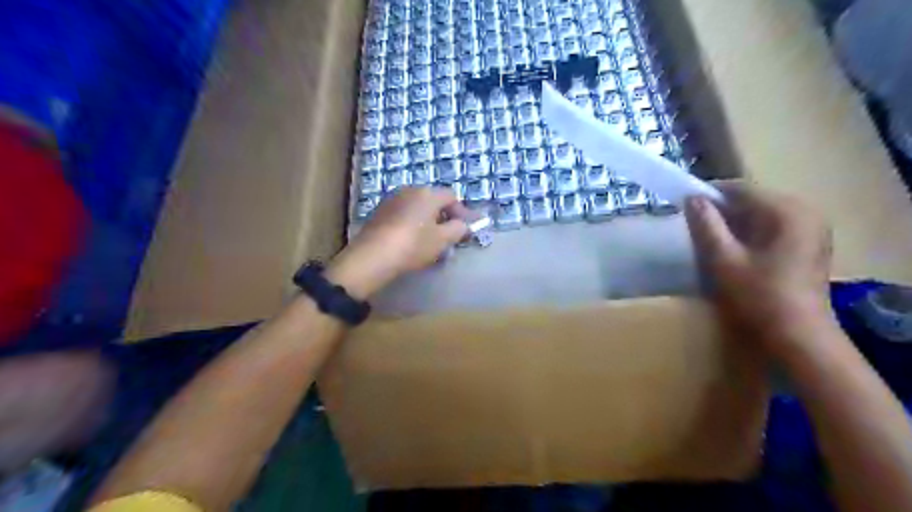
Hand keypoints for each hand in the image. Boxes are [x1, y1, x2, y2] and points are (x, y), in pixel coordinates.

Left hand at [325, 188, 468, 300]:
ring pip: (417, 208)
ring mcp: (392, 200)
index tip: (466, 230)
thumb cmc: (413, 245)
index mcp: (428, 193)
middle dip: (444, 217)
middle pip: (433, 201)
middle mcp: (409, 190)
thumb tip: (464, 224)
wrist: (372, 256)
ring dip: (427, 221)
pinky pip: (403, 214)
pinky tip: (410, 242)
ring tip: (430, 242)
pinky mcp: (379, 212)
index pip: (452, 197)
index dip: (462, 212)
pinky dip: (412, 224)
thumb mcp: (442, 240)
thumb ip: (458, 229)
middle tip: (449, 236)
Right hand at [684, 184, 831, 355]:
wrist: (800, 337)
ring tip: (709, 237)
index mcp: (787, 211)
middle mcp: (805, 212)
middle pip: (753, 200)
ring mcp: (811, 229)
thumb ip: (707, 225)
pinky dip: (750, 233)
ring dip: (734, 222)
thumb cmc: (759, 297)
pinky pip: (773, 227)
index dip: (710, 193)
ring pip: (761, 214)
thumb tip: (692, 198)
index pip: (741, 189)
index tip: (684, 203)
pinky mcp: (810, 244)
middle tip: (694, 224)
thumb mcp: (724, 259)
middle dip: (722, 209)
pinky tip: (734, 250)